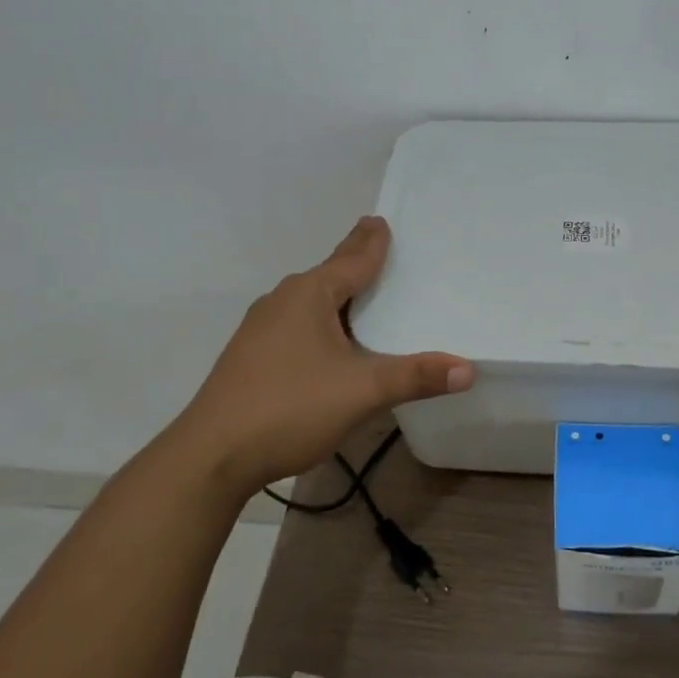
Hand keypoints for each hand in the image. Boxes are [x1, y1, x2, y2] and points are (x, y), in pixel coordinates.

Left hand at [172, 217, 473, 497]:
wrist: (210, 457)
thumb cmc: (289, 408)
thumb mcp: (362, 392)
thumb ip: (415, 377)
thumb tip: (468, 369)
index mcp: (309, 295)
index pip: (352, 258)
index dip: (371, 241)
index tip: (381, 220)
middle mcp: (283, 301)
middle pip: (329, 273)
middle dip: (354, 260)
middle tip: (378, 245)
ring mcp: (261, 328)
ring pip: (310, 300)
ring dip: (336, 293)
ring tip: (360, 291)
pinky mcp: (250, 355)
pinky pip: (296, 322)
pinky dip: (320, 319)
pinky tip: (328, 340)